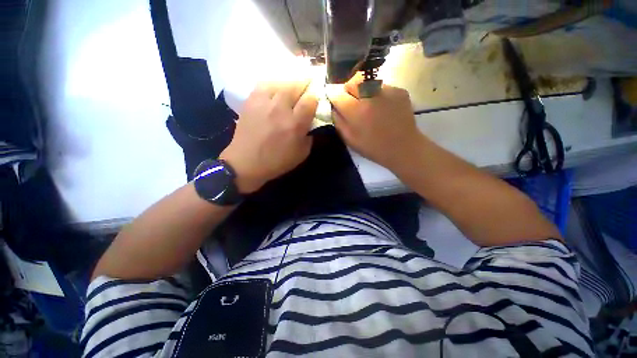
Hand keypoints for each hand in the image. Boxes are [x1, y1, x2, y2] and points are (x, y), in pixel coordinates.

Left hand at [220, 80, 317, 193]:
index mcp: (294, 124)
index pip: (310, 100)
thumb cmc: (276, 161)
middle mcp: (280, 109)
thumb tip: (310, 123)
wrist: (246, 163)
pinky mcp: (251, 100)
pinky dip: (273, 84)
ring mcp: (263, 102)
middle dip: (305, 83)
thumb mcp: (302, 154)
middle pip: (296, 84)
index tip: (315, 99)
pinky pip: (264, 84)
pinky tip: (276, 90)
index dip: (315, 97)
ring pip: (280, 81)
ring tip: (292, 87)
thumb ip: (309, 136)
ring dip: (290, 82)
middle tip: (307, 85)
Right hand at [327, 77, 422, 169]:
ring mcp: (387, 90)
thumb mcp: (350, 139)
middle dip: (348, 90)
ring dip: (363, 91)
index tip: (337, 103)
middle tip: (352, 103)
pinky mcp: (399, 90)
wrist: (403, 148)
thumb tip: (333, 106)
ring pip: (367, 81)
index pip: (337, 94)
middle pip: (352, 81)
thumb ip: (338, 121)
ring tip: (368, 106)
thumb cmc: (373, 147)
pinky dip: (377, 94)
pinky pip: (381, 86)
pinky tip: (382, 108)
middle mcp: (371, 95)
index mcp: (357, 110)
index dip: (334, 98)